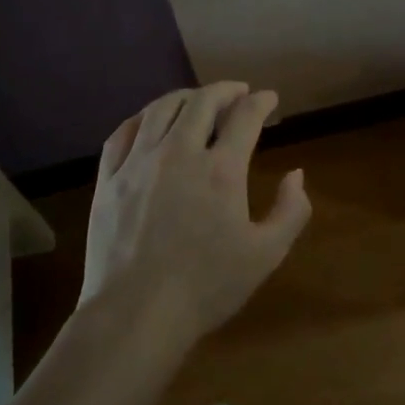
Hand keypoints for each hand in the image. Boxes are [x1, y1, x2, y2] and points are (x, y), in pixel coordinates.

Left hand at [83, 82, 312, 351]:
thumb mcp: (266, 254)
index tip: (269, 98)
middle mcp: (179, 153)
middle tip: (237, 92)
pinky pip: (122, 133)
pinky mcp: (108, 179)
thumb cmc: (206, 287)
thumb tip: (296, 174)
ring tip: (196, 99)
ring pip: (160, 109)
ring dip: (184, 97)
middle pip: (201, 102)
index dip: (261, 102)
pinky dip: (142, 118)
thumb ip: (291, 210)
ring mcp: (138, 163)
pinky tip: (149, 120)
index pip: (245, 117)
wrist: (135, 314)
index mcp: (221, 170)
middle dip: (225, 90)